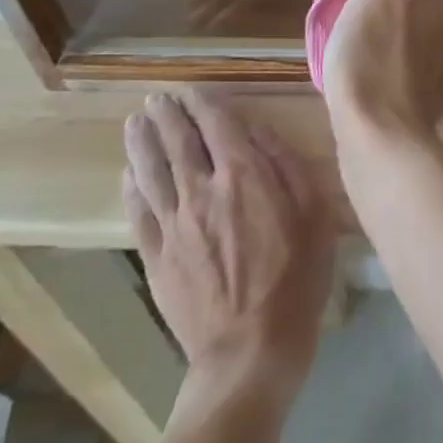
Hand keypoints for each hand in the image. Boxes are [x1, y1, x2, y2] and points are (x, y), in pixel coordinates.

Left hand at [123, 91, 332, 404]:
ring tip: (135, 121)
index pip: (217, 126)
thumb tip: (258, 132)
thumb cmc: (296, 277)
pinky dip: (132, 189)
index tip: (191, 90)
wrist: (250, 352)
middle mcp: (202, 191)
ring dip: (143, 143)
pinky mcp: (157, 259)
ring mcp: (174, 226)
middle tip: (157, 98)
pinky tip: (129, 175)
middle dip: (167, 116)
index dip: (203, 104)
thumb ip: (286, 164)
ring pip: (152, 173)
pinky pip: (139, 215)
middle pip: (178, 143)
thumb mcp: (314, 212)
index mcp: (244, 175)